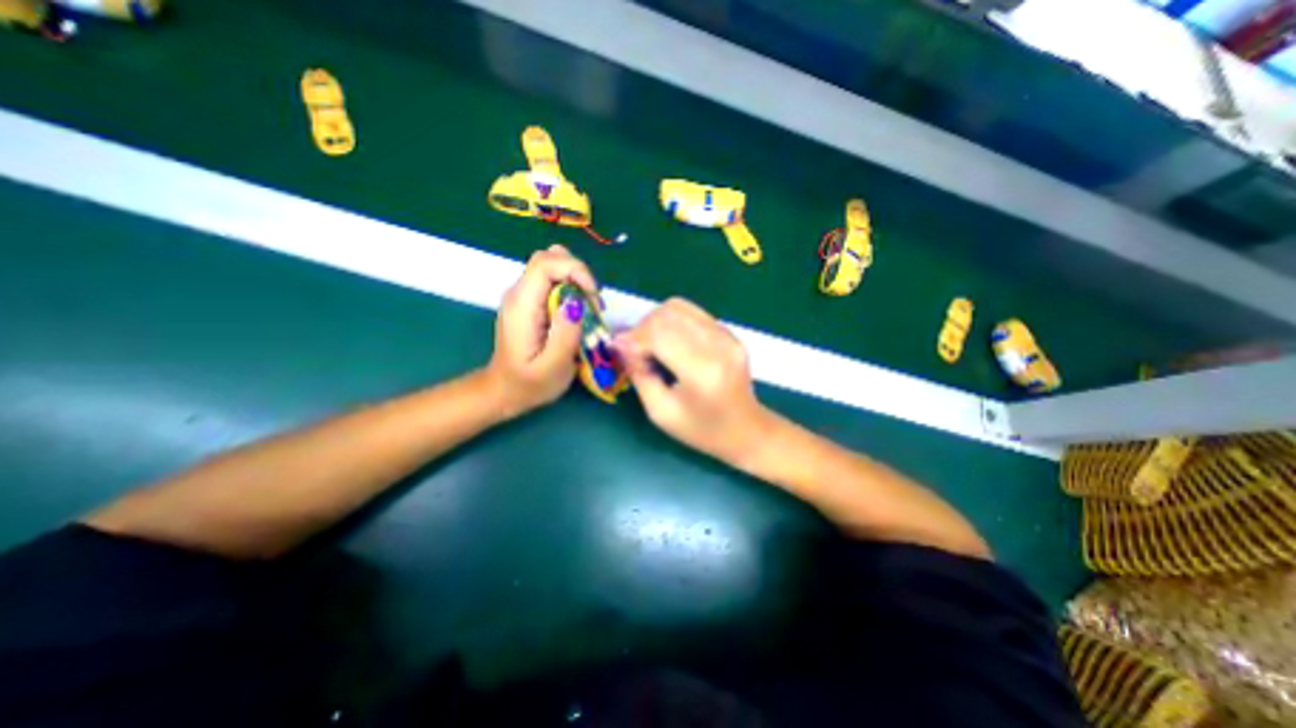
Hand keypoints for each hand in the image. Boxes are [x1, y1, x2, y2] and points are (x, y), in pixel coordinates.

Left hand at [489, 246, 599, 415]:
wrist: (504, 391)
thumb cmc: (529, 384)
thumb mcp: (553, 367)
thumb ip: (565, 334)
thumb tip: (577, 301)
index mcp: (522, 305)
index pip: (546, 263)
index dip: (576, 270)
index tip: (593, 297)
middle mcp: (519, 292)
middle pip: (550, 258)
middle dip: (579, 274)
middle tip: (594, 305)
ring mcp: (523, 295)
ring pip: (553, 266)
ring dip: (577, 280)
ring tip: (588, 309)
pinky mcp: (530, 301)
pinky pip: (553, 281)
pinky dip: (571, 289)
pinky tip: (578, 312)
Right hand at [615, 298, 765, 462]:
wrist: (746, 430)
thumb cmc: (702, 430)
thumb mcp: (661, 412)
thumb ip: (639, 375)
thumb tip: (622, 344)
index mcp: (702, 372)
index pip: (660, 334)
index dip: (634, 337)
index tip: (620, 349)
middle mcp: (718, 346)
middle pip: (669, 314)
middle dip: (643, 327)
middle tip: (636, 349)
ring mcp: (727, 336)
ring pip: (680, 307)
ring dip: (657, 321)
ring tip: (651, 344)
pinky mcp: (730, 333)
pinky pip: (693, 313)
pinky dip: (673, 322)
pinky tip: (670, 342)